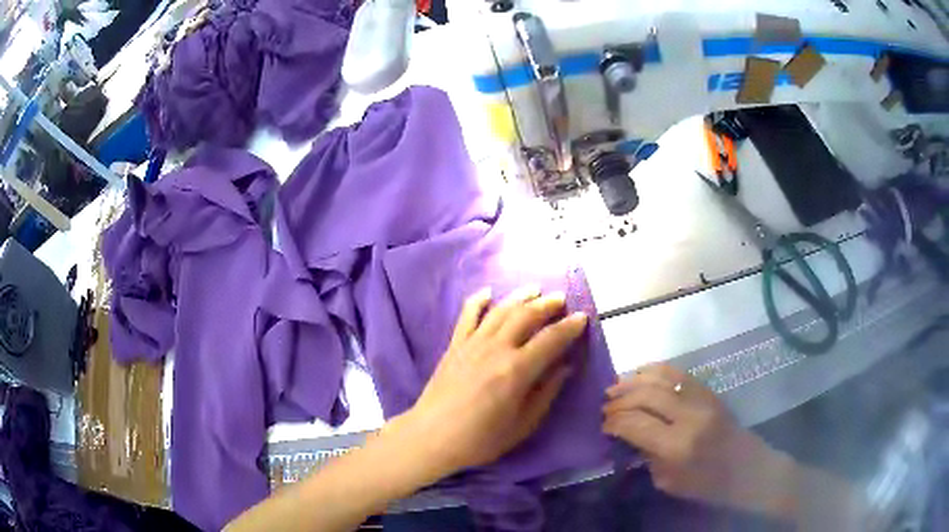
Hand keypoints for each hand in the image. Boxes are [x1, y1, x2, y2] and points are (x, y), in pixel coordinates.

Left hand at [387, 286, 588, 481]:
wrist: (432, 437)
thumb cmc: (481, 439)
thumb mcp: (522, 425)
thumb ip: (546, 393)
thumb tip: (565, 367)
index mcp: (517, 370)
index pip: (551, 339)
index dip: (569, 327)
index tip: (582, 317)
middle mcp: (496, 349)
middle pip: (526, 316)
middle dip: (547, 304)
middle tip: (562, 299)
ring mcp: (472, 344)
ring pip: (500, 310)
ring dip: (520, 297)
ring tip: (536, 289)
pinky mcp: (454, 345)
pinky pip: (467, 316)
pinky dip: (478, 301)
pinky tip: (488, 292)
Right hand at [602, 364, 797, 517]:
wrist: (746, 467)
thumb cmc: (706, 484)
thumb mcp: (669, 481)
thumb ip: (646, 455)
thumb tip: (628, 434)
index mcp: (677, 446)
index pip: (635, 424)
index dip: (614, 423)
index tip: (603, 426)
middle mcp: (688, 416)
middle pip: (645, 396)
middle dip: (619, 400)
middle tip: (605, 407)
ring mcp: (700, 399)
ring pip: (660, 378)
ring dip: (632, 381)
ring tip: (615, 387)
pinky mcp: (708, 391)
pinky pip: (677, 373)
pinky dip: (654, 370)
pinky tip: (639, 374)